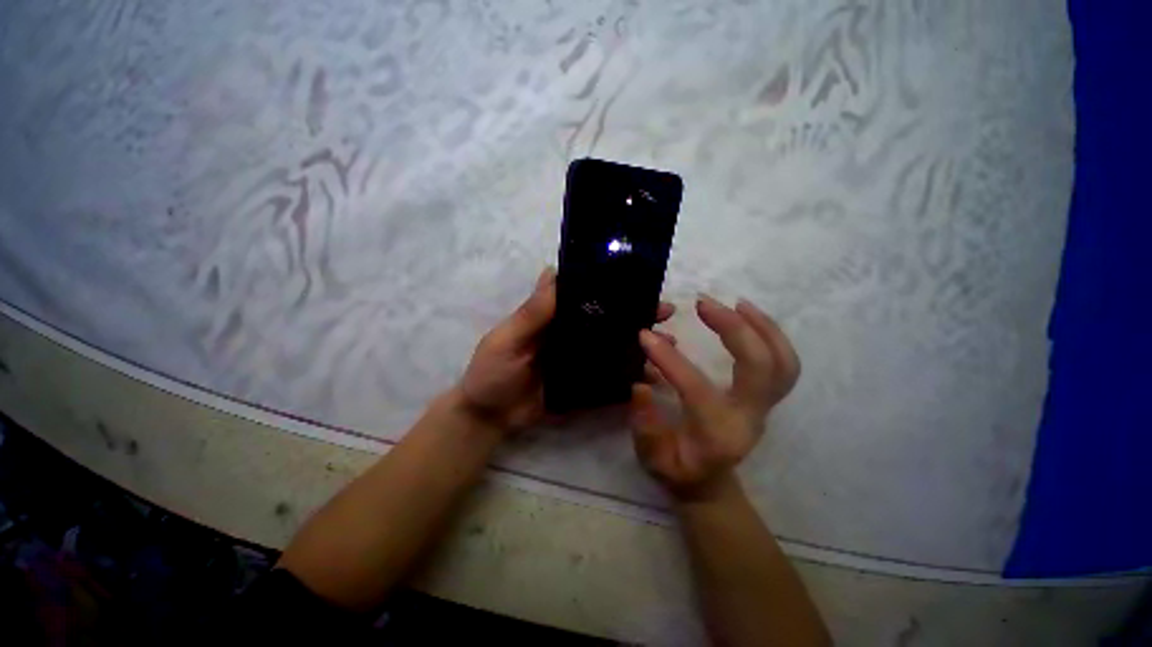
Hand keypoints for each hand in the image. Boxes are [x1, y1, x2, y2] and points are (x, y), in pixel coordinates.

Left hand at [459, 267, 676, 431]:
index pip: (585, 297)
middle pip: (606, 321)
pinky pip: (608, 377)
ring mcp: (579, 360)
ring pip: (612, 347)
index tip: (639, 282)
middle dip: (635, 316)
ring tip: (669, 345)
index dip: (609, 288)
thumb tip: (552, 270)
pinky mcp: (582, 384)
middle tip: (665, 313)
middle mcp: (570, 335)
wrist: (489, 417)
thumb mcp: (507, 339)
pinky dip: (628, 376)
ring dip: (638, 345)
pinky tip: (651, 377)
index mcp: (553, 319)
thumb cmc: (492, 372)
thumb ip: (532, 313)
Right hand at [630, 295, 799, 500]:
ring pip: (782, 362)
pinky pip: (783, 362)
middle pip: (760, 367)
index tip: (644, 335)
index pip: (696, 388)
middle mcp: (749, 417)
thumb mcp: (652, 458)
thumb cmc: (678, 470)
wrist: (708, 483)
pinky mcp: (766, 397)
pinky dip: (771, 334)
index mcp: (718, 433)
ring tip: (735, 303)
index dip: (669, 359)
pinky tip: (748, 314)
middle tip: (702, 304)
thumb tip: (641, 386)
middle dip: (734, 329)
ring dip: (761, 326)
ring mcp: (764, 406)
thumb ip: (645, 426)